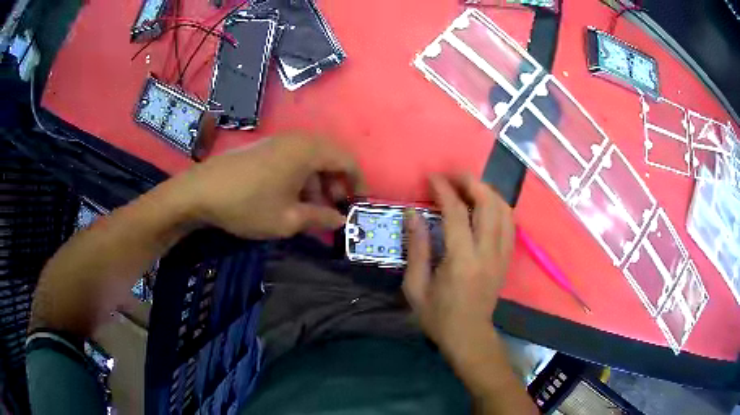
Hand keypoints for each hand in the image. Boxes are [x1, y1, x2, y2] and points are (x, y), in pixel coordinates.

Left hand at [171, 135, 362, 238]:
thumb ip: (320, 218)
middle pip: (330, 157)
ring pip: (311, 159)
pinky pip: (294, 159)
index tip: (359, 203)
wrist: (201, 191)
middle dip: (337, 183)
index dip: (357, 182)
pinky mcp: (265, 148)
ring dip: (319, 182)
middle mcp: (297, 139)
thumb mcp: (288, 219)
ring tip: (312, 209)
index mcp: (309, 151)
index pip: (347, 160)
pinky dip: (301, 177)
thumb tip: (341, 220)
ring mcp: (279, 141)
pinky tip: (292, 198)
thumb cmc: (249, 205)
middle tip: (334, 208)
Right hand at [402, 174, 513, 353]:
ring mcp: (502, 256)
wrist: (469, 336)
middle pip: (489, 205)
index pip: (457, 214)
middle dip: (472, 183)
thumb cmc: (438, 316)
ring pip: (504, 211)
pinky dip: (500, 208)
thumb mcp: (416, 287)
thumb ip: (416, 248)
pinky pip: (510, 225)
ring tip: (470, 186)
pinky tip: (487, 205)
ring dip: (488, 192)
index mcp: (462, 261)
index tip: (433, 177)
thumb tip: (413, 214)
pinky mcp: (507, 259)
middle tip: (454, 176)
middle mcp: (488, 253)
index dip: (444, 190)